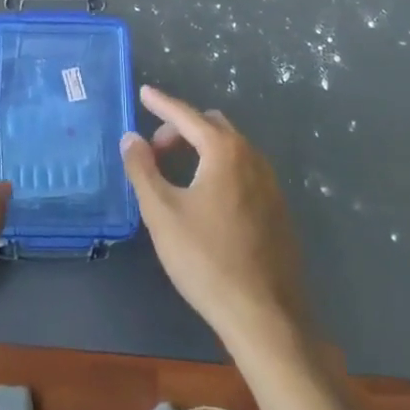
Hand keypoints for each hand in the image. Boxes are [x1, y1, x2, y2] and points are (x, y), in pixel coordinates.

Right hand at [121, 85, 310, 355]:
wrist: (265, 317)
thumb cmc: (207, 260)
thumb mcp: (162, 213)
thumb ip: (142, 169)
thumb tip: (131, 137)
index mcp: (224, 151)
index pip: (187, 115)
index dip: (162, 103)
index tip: (144, 93)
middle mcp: (252, 157)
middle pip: (212, 126)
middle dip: (181, 129)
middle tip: (155, 151)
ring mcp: (270, 183)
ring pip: (231, 148)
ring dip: (202, 149)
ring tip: (177, 174)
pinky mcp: (278, 209)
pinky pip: (243, 170)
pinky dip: (220, 168)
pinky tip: (207, 199)